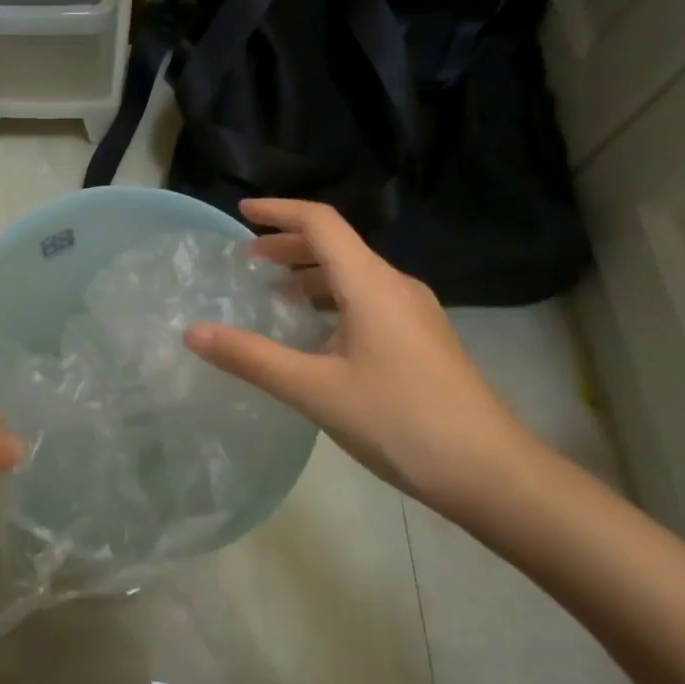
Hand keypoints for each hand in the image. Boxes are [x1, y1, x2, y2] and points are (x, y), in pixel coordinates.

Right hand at [184, 198, 530, 513]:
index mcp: (371, 284)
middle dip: (288, 245)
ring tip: (273, 295)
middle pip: (337, 245)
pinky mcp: (422, 339)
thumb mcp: (315, 390)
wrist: (492, 473)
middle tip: (246, 262)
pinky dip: (331, 300)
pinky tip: (315, 335)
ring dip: (309, 274)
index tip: (241, 212)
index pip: (321, 222)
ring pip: (353, 274)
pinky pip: (368, 300)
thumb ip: (251, 358)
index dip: (279, 211)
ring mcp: (414, 313)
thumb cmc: (401, 421)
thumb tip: (193, 332)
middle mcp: (395, 286)